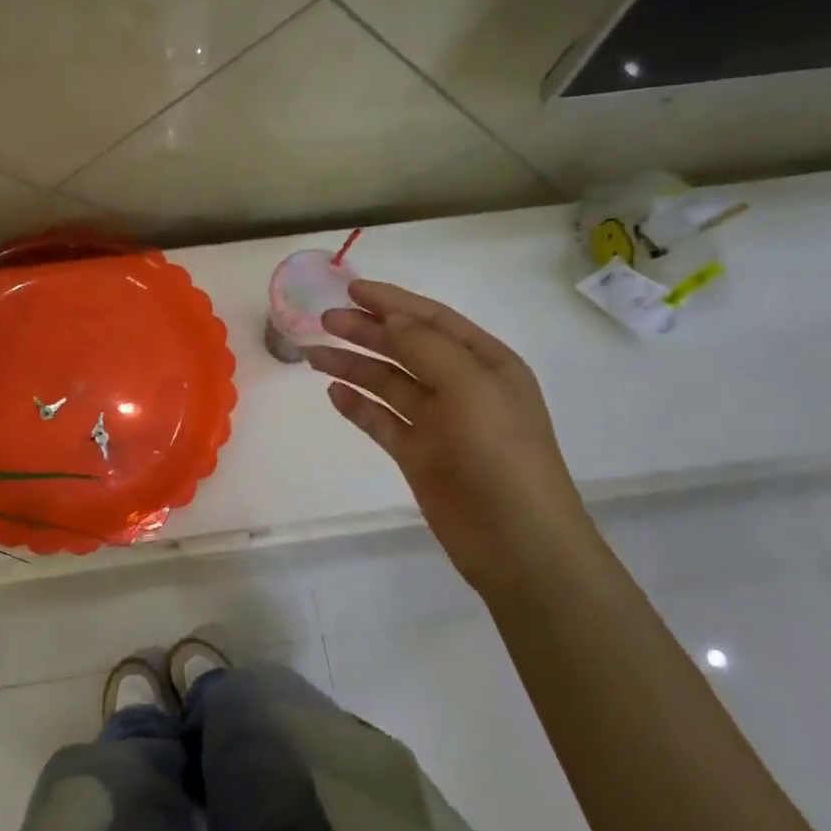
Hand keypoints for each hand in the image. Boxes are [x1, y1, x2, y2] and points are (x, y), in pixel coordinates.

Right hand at [304, 281, 592, 591]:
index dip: (392, 302)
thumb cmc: (501, 454)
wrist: (516, 541)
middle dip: (366, 331)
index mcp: (486, 363)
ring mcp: (438, 423)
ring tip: (313, 355)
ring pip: (388, 384)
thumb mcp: (471, 387)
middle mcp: (461, 387)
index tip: (351, 289)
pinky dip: (358, 406)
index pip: (432, 320)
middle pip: (405, 349)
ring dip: (353, 366)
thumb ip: (427, 348)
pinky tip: (334, 394)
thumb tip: (391, 319)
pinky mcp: (418, 456)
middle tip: (324, 321)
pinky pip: (382, 422)